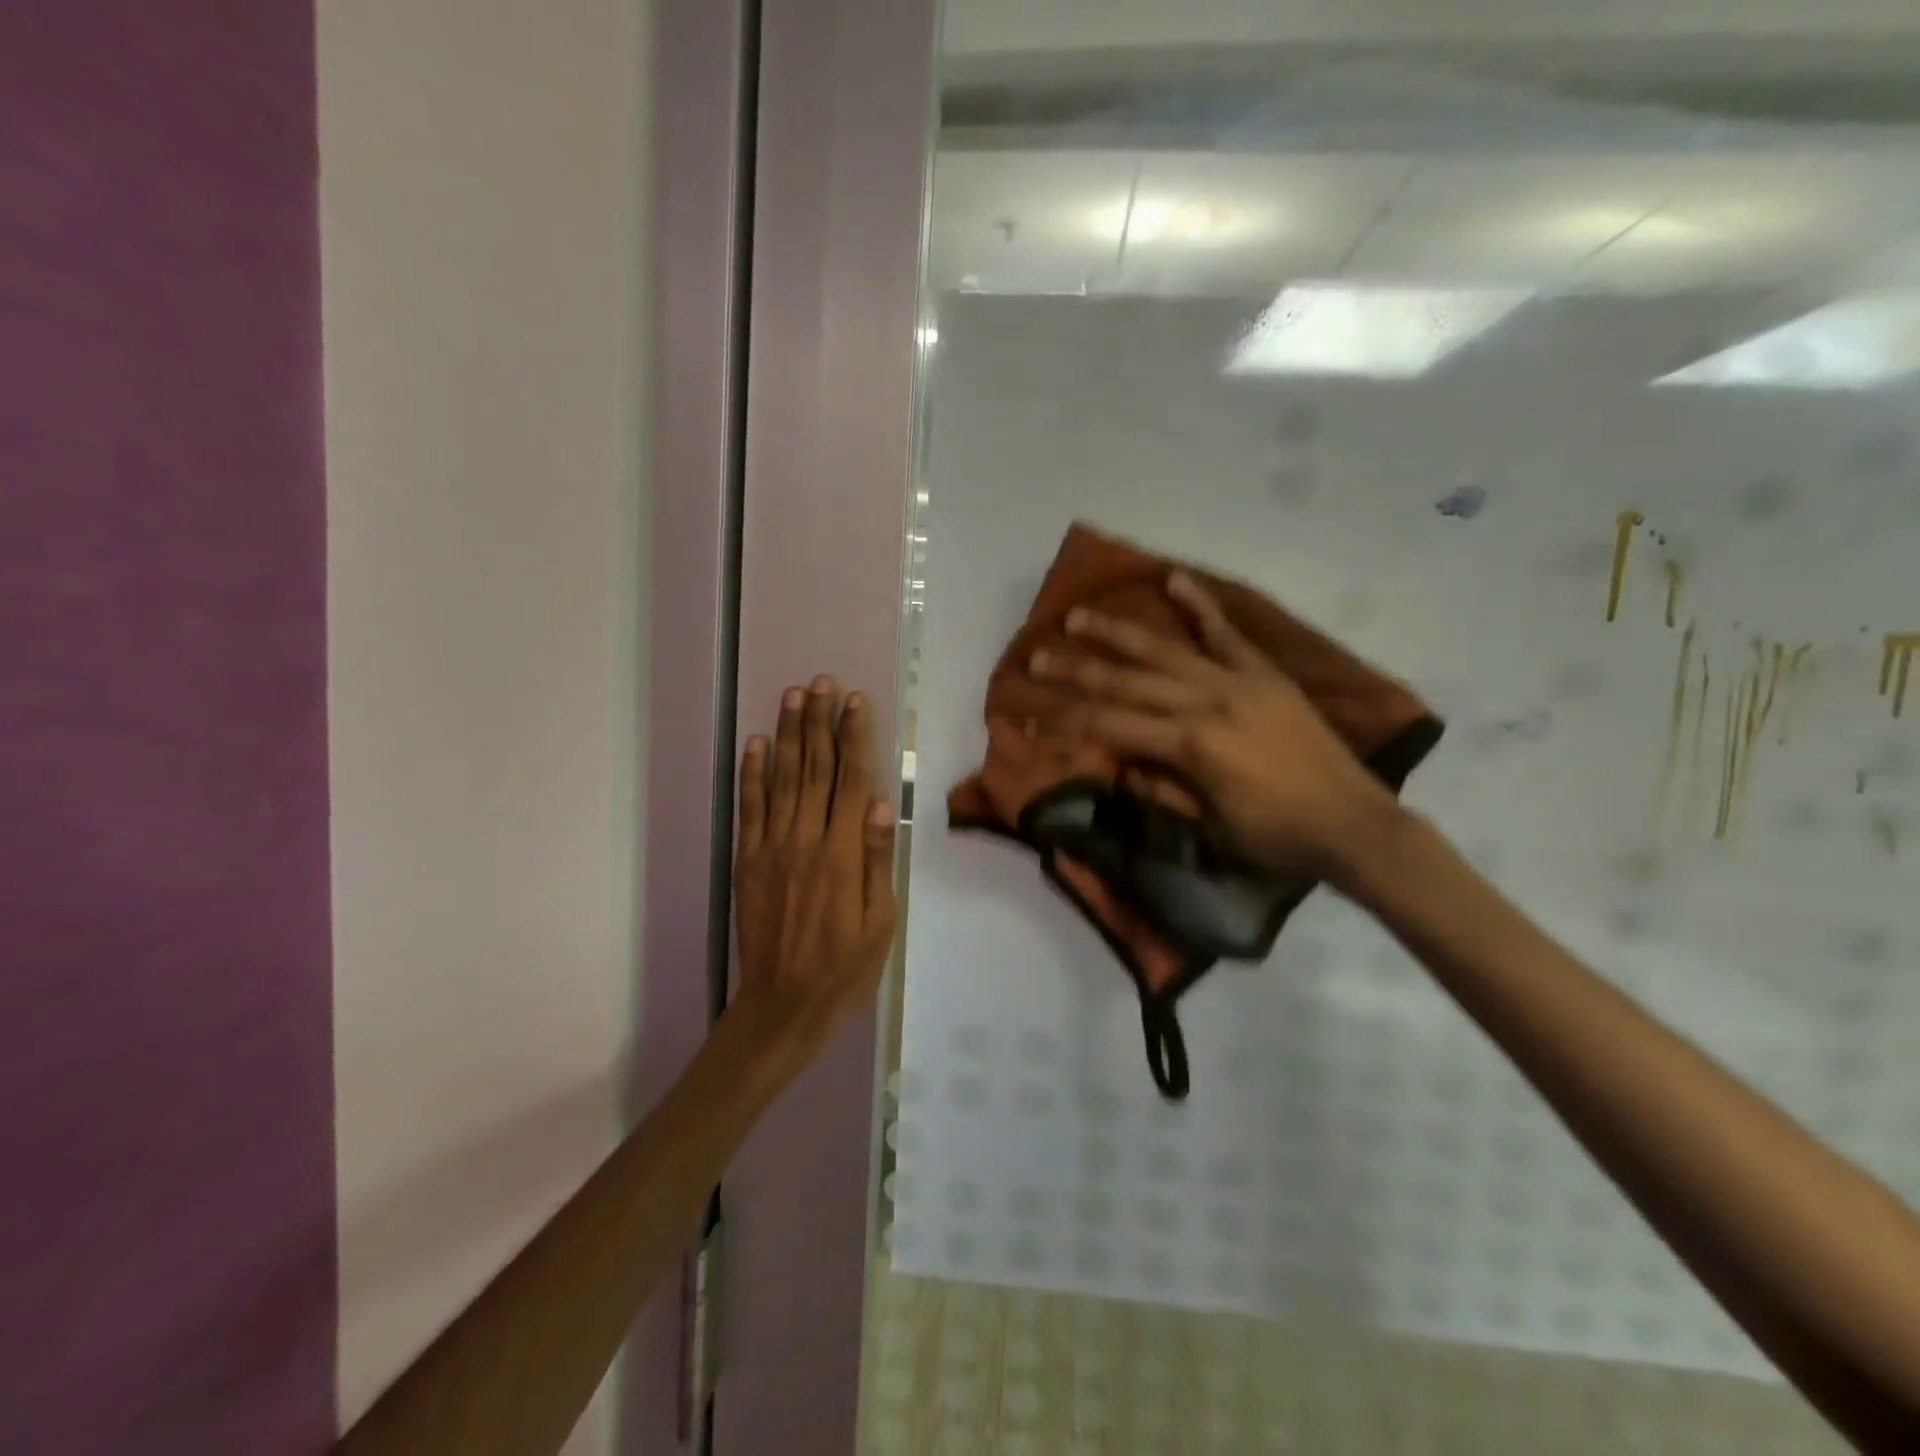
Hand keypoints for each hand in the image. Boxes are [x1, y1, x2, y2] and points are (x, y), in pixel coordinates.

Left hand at [730, 676, 899, 1073]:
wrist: (784, 1002)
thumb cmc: (845, 966)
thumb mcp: (880, 920)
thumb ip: (877, 860)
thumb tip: (880, 804)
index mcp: (843, 853)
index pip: (852, 781)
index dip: (855, 738)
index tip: (856, 701)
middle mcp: (806, 840)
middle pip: (815, 769)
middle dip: (820, 722)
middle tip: (822, 683)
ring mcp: (772, 848)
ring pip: (782, 779)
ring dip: (788, 735)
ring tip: (793, 696)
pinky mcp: (748, 860)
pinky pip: (749, 809)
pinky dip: (752, 774)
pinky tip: (756, 744)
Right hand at [1031, 574, 1399, 880]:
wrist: (1354, 823)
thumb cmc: (1276, 837)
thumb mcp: (1208, 827)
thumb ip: (1160, 788)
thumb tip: (1121, 761)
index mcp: (1189, 746)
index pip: (1110, 727)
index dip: (1064, 723)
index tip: (1028, 714)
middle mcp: (1205, 703)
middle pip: (1125, 683)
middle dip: (1074, 671)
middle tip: (1035, 657)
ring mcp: (1236, 682)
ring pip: (1163, 650)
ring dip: (1116, 633)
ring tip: (1077, 616)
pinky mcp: (1264, 674)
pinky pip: (1227, 634)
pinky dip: (1200, 606)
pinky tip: (1173, 579)